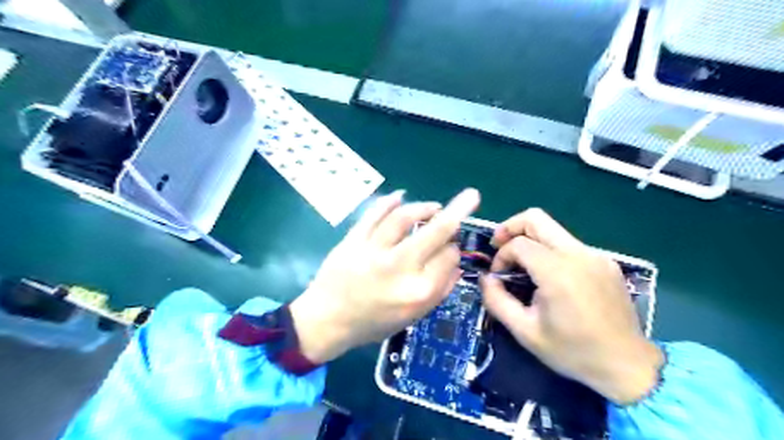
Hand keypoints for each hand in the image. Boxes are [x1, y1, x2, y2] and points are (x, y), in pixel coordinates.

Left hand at [291, 190, 481, 363]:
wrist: (327, 320)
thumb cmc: (373, 323)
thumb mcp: (413, 317)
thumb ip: (439, 291)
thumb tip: (456, 263)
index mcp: (418, 292)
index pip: (449, 257)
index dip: (454, 249)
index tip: (450, 248)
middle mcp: (400, 268)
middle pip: (436, 232)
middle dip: (458, 211)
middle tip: (471, 196)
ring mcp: (374, 251)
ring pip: (405, 218)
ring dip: (424, 207)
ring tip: (434, 206)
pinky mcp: (354, 240)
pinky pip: (374, 214)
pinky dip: (389, 202)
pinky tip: (400, 196)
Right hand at [481, 210, 663, 405]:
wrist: (628, 366)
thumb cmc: (573, 351)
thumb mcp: (525, 332)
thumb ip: (497, 301)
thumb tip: (486, 278)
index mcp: (558, 272)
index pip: (518, 243)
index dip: (501, 255)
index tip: (498, 277)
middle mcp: (578, 254)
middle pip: (536, 218)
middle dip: (510, 227)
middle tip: (498, 246)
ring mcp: (595, 255)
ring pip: (553, 229)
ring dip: (530, 240)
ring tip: (521, 264)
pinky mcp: (606, 261)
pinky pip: (569, 244)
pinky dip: (550, 251)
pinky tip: (549, 277)